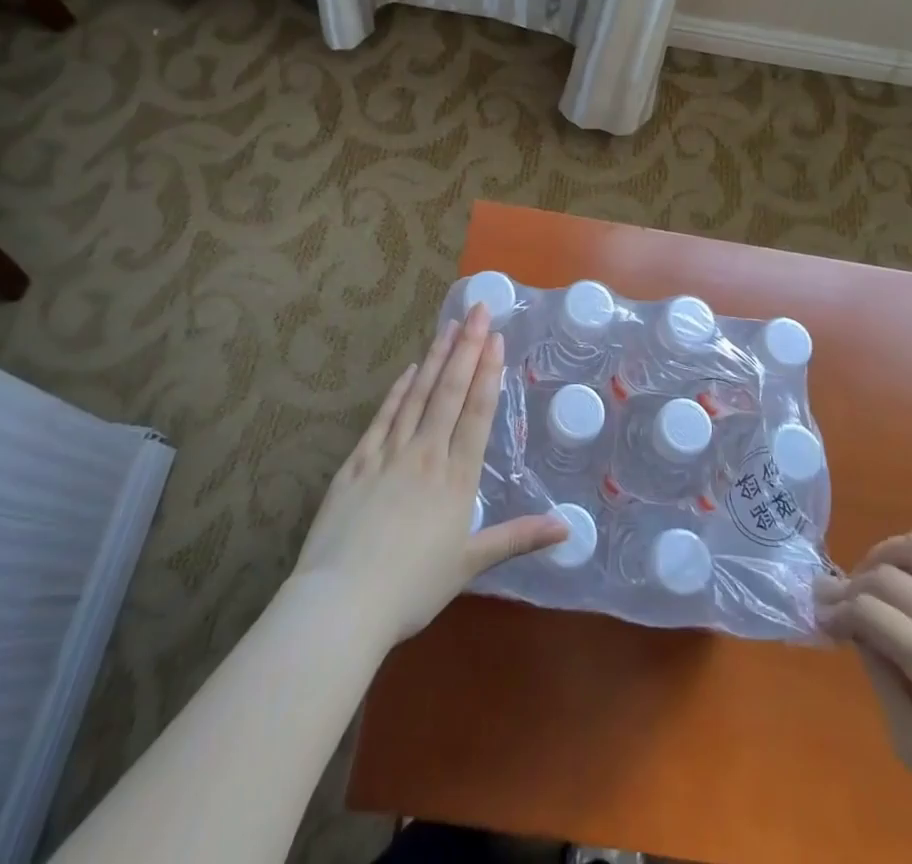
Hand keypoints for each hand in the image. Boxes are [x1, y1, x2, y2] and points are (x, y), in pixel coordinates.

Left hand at [292, 303, 567, 650]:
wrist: (343, 602)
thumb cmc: (412, 587)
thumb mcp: (470, 564)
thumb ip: (517, 538)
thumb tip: (568, 527)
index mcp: (456, 478)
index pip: (477, 413)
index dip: (489, 373)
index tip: (497, 338)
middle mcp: (426, 454)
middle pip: (450, 392)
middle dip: (467, 349)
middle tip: (478, 311)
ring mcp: (388, 454)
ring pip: (417, 395)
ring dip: (436, 359)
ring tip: (449, 327)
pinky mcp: (357, 462)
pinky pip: (383, 417)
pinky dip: (398, 390)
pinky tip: (409, 370)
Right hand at [817, 534, 911, 863]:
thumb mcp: (909, 739)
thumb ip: (878, 670)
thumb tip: (852, 626)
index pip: (868, 609)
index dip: (835, 610)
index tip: (819, 619)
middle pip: (888, 575)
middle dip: (851, 583)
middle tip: (834, 603)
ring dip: (887, 558)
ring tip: (872, 584)